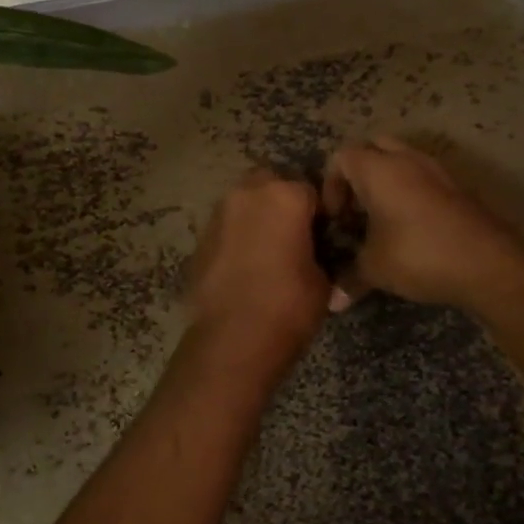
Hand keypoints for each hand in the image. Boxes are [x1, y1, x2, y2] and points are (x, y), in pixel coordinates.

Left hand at [185, 169, 330, 360]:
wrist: (232, 339)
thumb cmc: (288, 306)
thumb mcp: (323, 281)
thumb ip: (319, 254)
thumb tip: (314, 255)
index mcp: (285, 196)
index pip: (311, 190)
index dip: (320, 213)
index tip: (324, 234)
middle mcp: (248, 194)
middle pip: (271, 183)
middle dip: (282, 201)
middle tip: (294, 234)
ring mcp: (219, 214)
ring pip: (244, 202)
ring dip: (256, 216)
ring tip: (268, 250)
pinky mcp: (200, 238)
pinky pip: (226, 227)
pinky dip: (237, 237)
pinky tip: (244, 265)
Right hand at [322, 136, 523, 311]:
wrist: (488, 263)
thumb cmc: (419, 255)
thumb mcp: (375, 269)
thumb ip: (349, 278)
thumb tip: (332, 302)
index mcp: (378, 169)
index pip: (342, 157)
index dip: (331, 186)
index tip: (336, 219)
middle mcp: (406, 160)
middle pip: (373, 148)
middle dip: (359, 175)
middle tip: (356, 210)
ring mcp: (436, 170)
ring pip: (401, 160)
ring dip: (386, 182)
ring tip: (381, 220)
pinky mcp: (457, 187)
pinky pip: (423, 177)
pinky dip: (410, 192)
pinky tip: (410, 228)